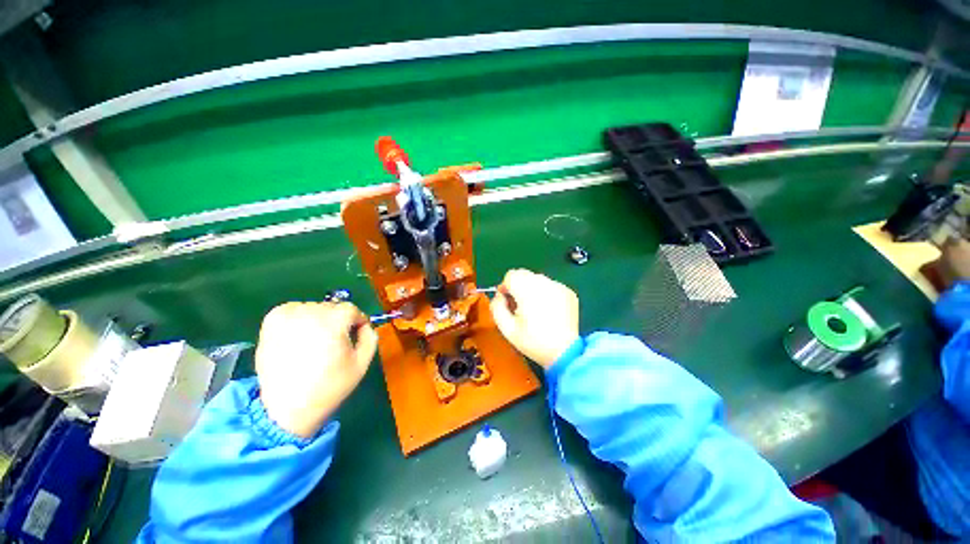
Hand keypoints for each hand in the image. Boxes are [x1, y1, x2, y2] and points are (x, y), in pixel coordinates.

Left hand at [255, 302, 376, 438]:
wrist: (287, 409)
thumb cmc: (329, 386)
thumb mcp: (362, 363)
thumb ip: (370, 337)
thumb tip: (364, 325)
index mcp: (333, 322)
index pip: (351, 309)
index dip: (357, 321)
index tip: (357, 334)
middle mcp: (310, 314)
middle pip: (332, 307)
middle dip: (338, 321)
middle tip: (336, 341)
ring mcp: (287, 316)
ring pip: (313, 308)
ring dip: (319, 319)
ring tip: (316, 340)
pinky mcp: (271, 322)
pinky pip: (292, 309)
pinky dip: (299, 317)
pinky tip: (299, 334)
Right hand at [490, 269, 579, 368]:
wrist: (564, 352)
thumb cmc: (533, 342)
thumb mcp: (507, 329)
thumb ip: (497, 307)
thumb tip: (499, 295)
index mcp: (528, 292)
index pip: (511, 275)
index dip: (506, 286)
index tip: (507, 300)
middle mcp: (544, 284)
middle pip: (524, 274)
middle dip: (518, 286)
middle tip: (519, 305)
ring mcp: (559, 286)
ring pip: (537, 279)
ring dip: (531, 288)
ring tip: (535, 308)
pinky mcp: (568, 292)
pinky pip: (550, 285)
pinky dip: (545, 293)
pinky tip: (548, 310)